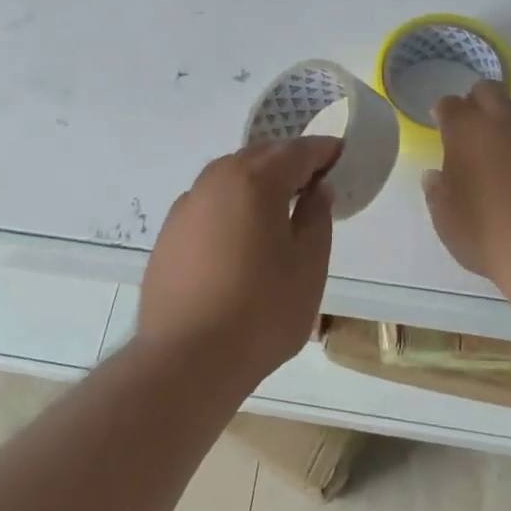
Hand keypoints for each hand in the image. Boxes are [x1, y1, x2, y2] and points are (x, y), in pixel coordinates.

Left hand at [135, 138, 341, 385]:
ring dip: (256, 180)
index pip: (297, 151)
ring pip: (229, 176)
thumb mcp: (308, 265)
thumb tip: (317, 189)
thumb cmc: (261, 311)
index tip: (341, 156)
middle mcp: (216, 181)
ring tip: (277, 207)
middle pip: (259, 156)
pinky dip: (230, 204)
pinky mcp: (169, 233)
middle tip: (313, 182)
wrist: (186, 359)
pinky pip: (208, 202)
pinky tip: (239, 236)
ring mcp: (187, 206)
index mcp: (255, 181)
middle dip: (288, 161)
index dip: (323, 151)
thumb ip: (316, 217)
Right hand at [424, 81, 510, 285]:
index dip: (446, 112)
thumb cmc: (486, 234)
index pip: (450, 105)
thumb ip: (438, 192)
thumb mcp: (446, 220)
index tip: (445, 124)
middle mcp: (506, 122)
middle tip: (479, 127)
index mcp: (467, 133)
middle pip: (490, 91)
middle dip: (481, 101)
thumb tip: (436, 176)